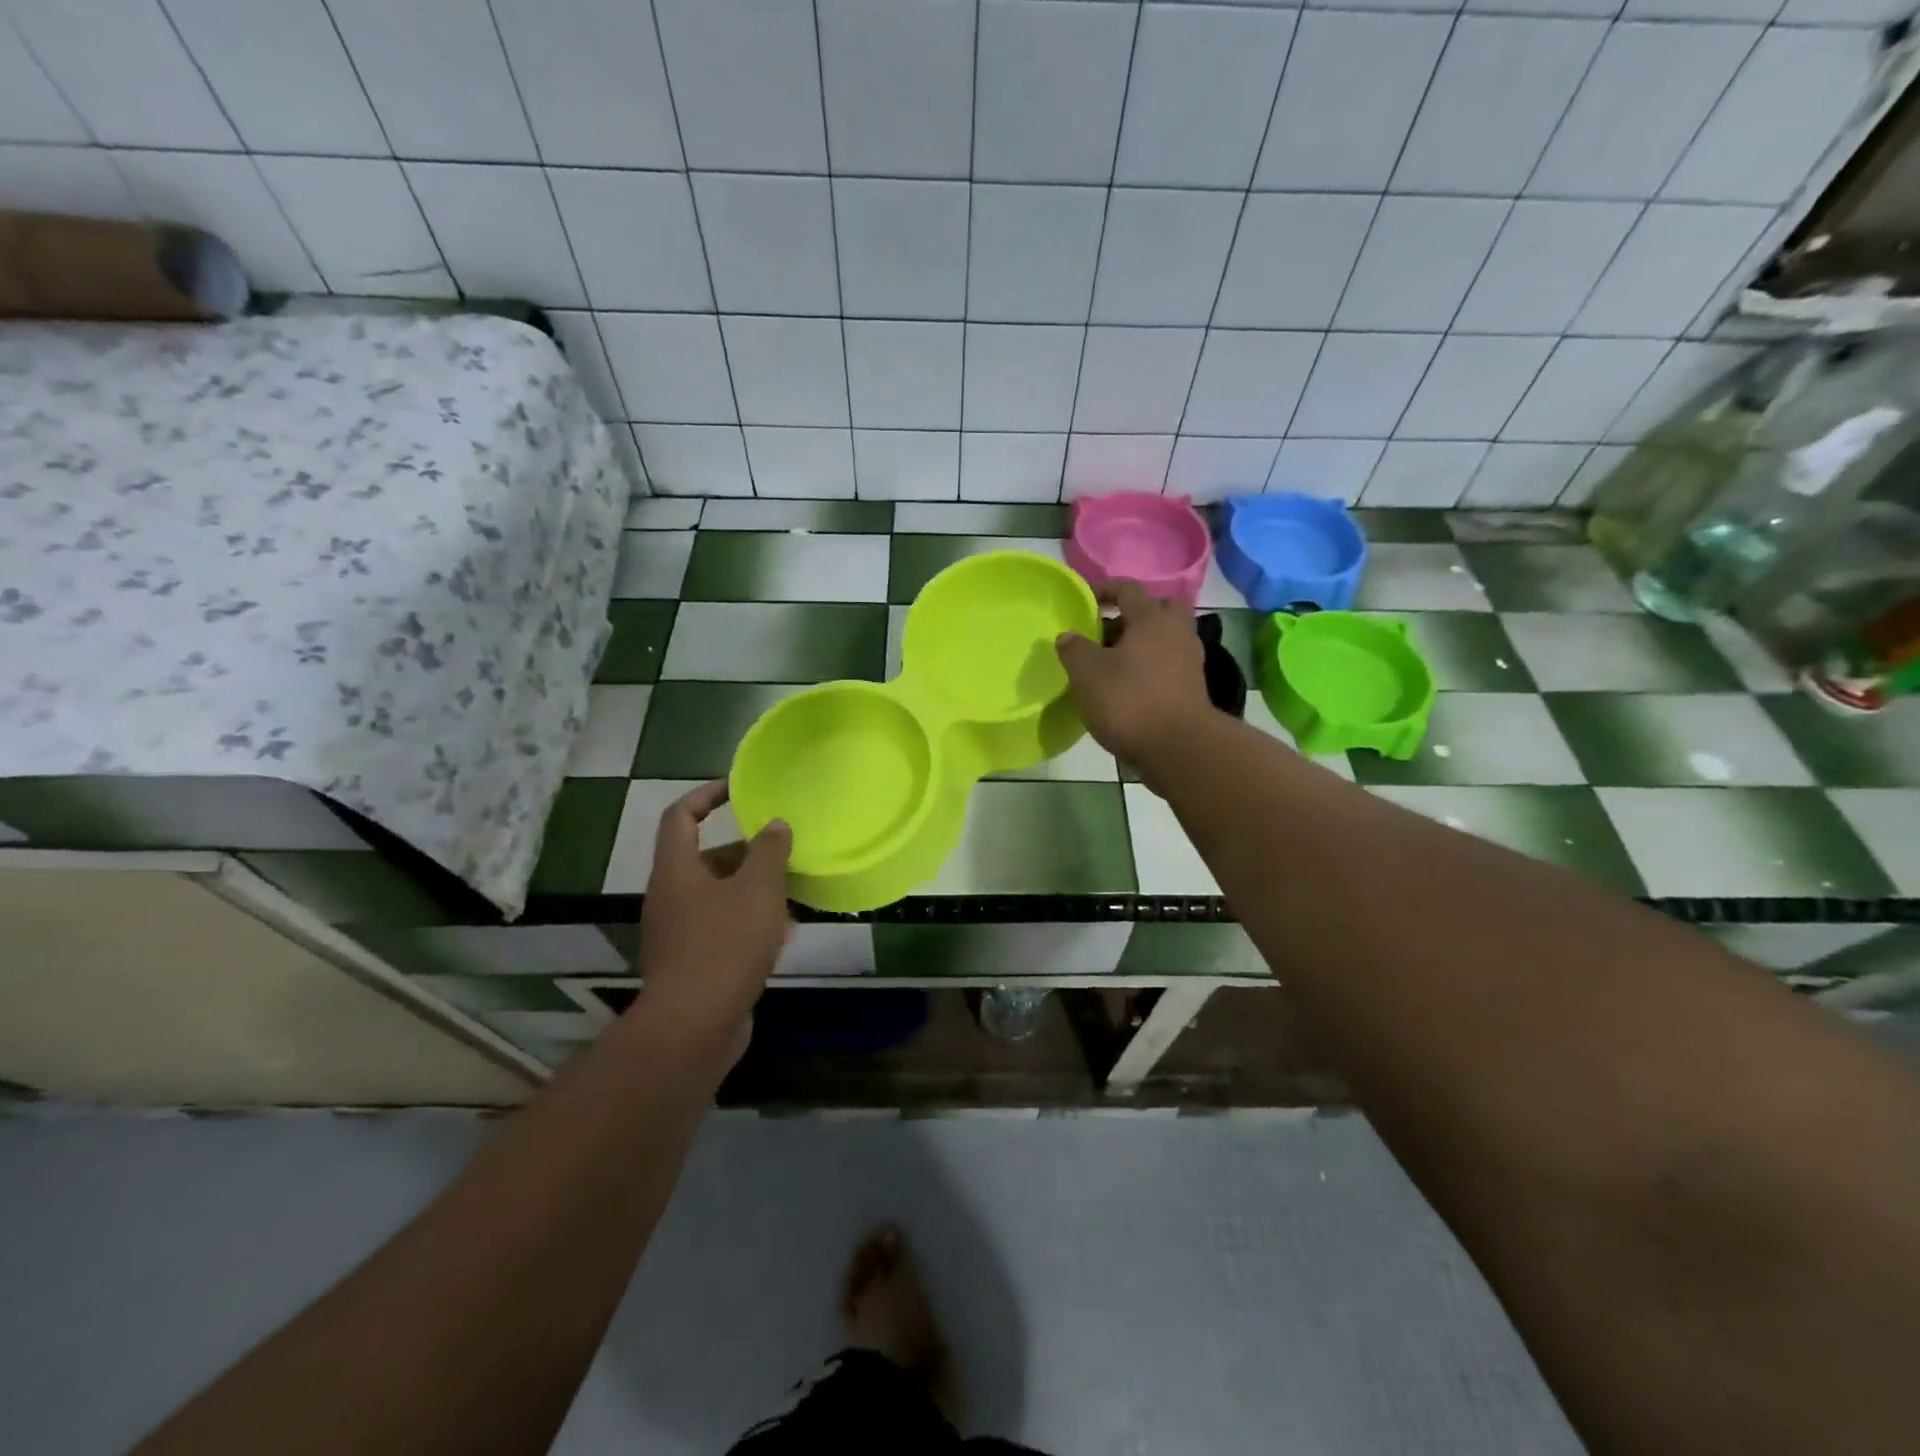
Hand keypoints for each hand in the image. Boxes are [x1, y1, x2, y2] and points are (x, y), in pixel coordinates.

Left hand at [636, 780, 791, 1045]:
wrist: (693, 1027)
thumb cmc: (725, 945)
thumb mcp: (757, 889)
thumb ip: (769, 851)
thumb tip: (775, 824)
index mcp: (676, 871)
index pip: (681, 816)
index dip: (706, 795)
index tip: (739, 789)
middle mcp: (670, 898)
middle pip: (704, 859)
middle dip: (744, 852)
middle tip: (782, 850)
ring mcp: (678, 934)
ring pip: (717, 897)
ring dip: (752, 889)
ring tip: (792, 890)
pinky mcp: (692, 965)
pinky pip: (722, 929)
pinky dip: (749, 922)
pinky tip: (782, 934)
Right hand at [1055, 581, 1210, 775]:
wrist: (1178, 749)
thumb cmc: (1129, 701)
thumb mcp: (1088, 673)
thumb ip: (1074, 649)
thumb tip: (1068, 636)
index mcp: (1152, 618)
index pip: (1128, 589)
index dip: (1104, 590)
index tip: (1084, 600)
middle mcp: (1176, 633)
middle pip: (1157, 610)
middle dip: (1132, 616)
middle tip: (1106, 632)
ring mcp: (1188, 662)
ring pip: (1162, 640)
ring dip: (1138, 646)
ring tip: (1108, 664)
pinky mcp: (1191, 689)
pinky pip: (1165, 666)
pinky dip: (1147, 669)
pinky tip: (1125, 687)